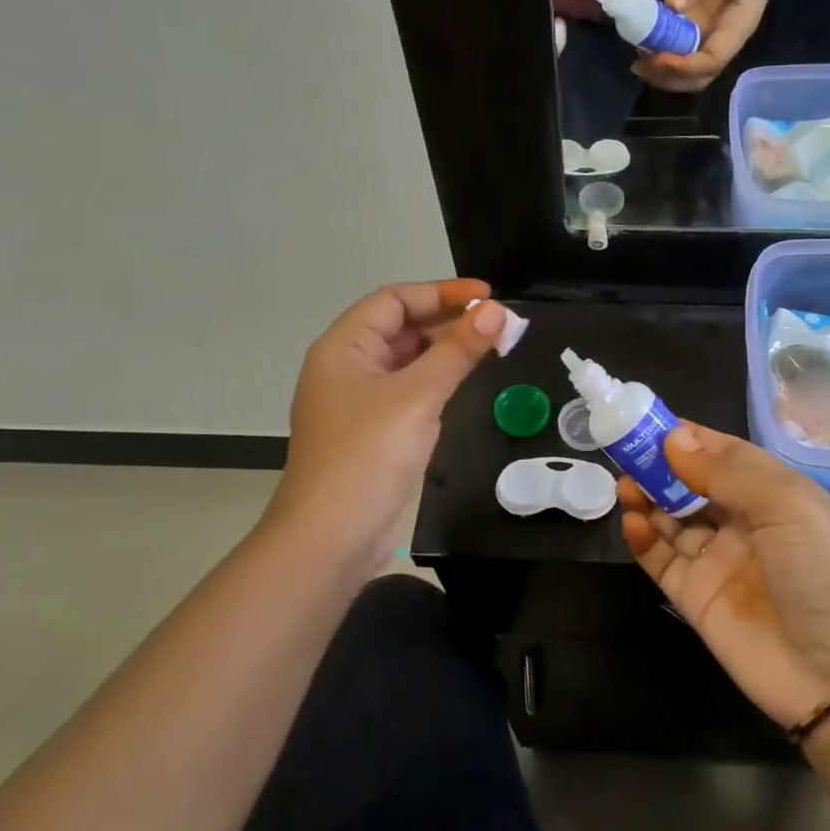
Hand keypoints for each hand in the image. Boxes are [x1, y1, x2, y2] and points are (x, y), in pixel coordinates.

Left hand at [271, 280, 507, 575]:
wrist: (330, 538)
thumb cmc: (368, 456)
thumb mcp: (417, 397)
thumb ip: (457, 351)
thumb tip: (496, 311)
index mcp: (343, 348)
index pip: (394, 300)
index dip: (441, 292)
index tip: (488, 297)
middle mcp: (347, 367)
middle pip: (400, 327)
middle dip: (448, 320)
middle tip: (499, 324)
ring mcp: (359, 402)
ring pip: (407, 360)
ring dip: (445, 350)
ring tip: (491, 347)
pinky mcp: (373, 431)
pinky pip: (409, 390)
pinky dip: (437, 380)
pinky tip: (464, 382)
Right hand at [619, 422, 829, 727]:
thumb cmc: (822, 573)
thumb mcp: (787, 507)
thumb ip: (726, 473)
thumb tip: (674, 439)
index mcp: (775, 494)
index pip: (725, 454)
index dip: (690, 437)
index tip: (650, 422)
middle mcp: (745, 523)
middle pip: (693, 484)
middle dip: (661, 465)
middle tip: (626, 452)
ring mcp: (718, 561)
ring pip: (672, 519)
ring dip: (648, 498)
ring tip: (625, 484)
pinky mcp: (695, 597)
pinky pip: (662, 559)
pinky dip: (643, 539)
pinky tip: (632, 522)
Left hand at [633, 0, 784, 92]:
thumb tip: (671, 5)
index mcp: (738, 28)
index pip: (712, 61)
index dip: (684, 66)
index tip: (658, 57)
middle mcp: (725, 41)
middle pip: (699, 77)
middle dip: (669, 77)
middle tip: (640, 66)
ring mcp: (713, 37)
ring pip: (688, 71)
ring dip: (662, 72)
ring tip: (638, 62)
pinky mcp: (702, 30)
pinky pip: (682, 53)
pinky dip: (662, 56)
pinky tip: (644, 48)